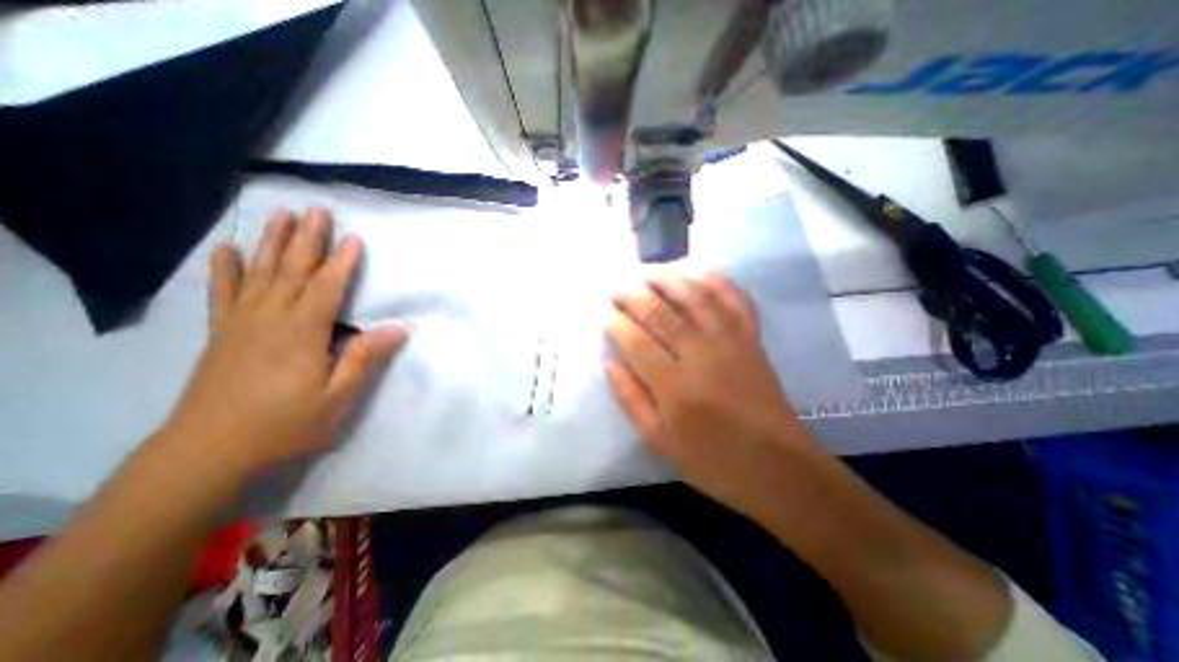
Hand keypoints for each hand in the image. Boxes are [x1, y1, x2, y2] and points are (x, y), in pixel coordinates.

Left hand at [157, 209, 410, 473]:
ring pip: (259, 274)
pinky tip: (225, 250)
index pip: (327, 288)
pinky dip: (225, 269)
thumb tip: (400, 328)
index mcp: (302, 333)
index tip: (353, 238)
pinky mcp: (221, 334)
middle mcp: (270, 319)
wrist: (207, 453)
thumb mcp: (338, 397)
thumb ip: (366, 358)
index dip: (342, 263)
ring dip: (271, 243)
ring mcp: (240, 324)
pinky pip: (223, 294)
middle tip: (315, 210)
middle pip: (291, 271)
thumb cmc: (285, 425)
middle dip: (306, 239)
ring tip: (278, 215)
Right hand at [608, 271, 820, 520]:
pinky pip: (735, 300)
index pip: (636, 342)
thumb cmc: (713, 461)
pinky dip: (718, 281)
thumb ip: (631, 400)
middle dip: (633, 296)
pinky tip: (699, 270)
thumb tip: (609, 363)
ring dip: (668, 279)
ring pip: (695, 297)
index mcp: (674, 387)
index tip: (605, 315)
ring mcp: (730, 342)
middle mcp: (701, 355)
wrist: (779, 468)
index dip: (616, 324)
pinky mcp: (752, 339)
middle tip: (616, 289)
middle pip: (661, 313)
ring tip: (648, 271)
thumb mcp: (659, 442)